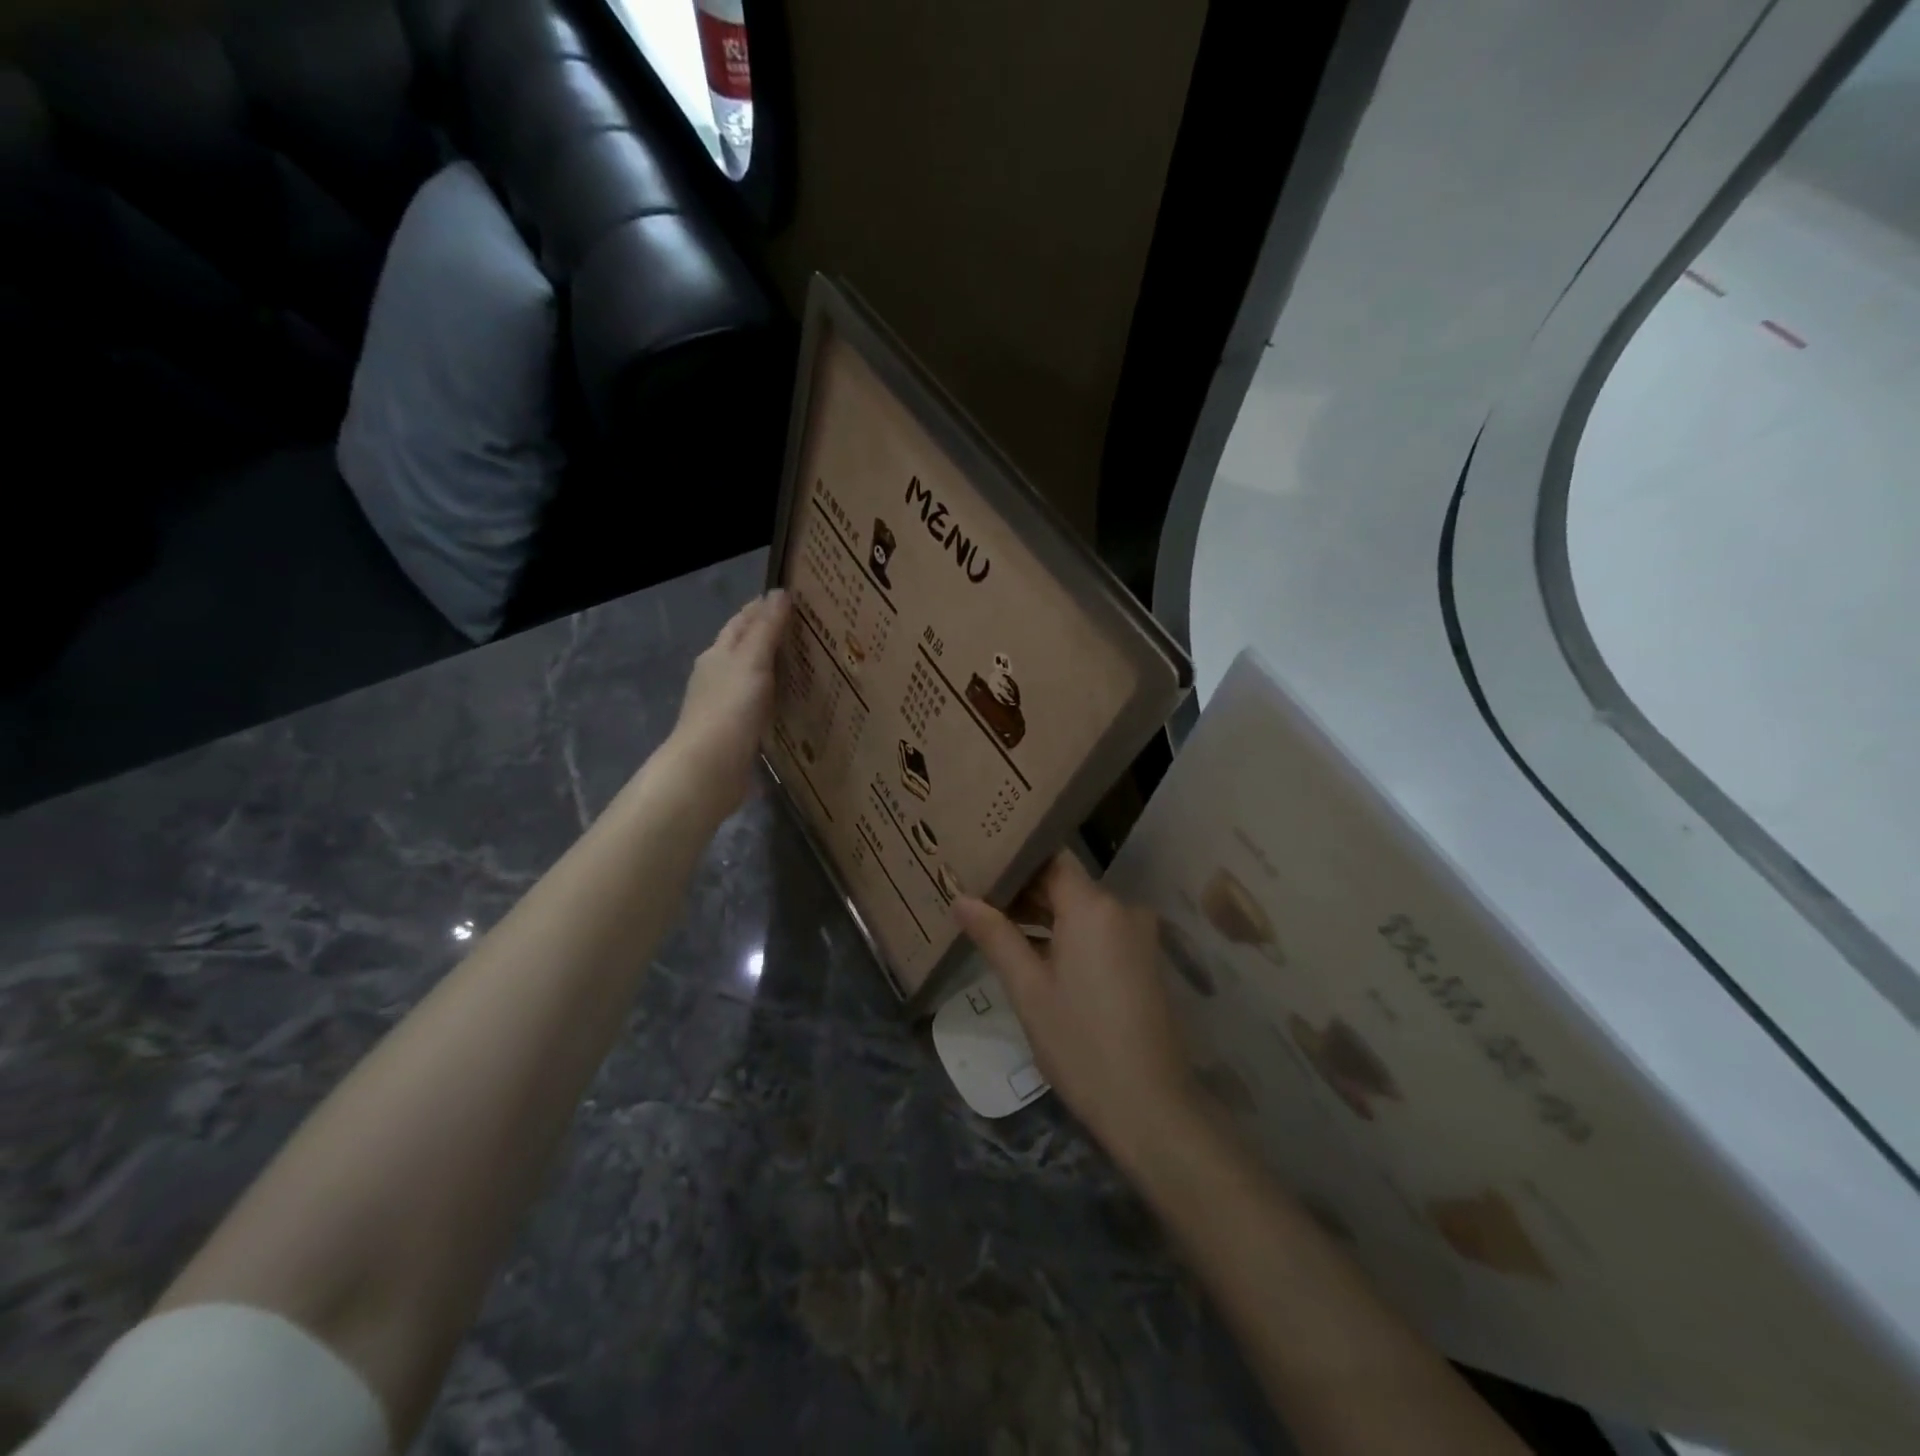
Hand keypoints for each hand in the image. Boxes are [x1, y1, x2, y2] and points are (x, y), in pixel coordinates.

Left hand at [664, 589, 791, 818]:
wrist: (709, 768)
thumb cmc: (729, 708)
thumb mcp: (751, 660)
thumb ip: (767, 628)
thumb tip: (780, 593)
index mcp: (718, 654)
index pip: (741, 622)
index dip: (762, 608)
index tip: (792, 599)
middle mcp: (718, 676)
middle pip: (745, 649)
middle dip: (770, 637)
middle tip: (808, 631)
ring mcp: (725, 706)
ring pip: (753, 678)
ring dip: (774, 669)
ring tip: (807, 664)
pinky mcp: (736, 733)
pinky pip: (760, 706)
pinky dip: (775, 698)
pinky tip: (792, 703)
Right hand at [953, 852, 1201, 1173]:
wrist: (1149, 1106)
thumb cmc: (1079, 1044)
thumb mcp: (1028, 989)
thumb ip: (995, 936)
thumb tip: (960, 898)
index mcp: (1094, 906)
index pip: (1051, 859)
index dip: (1015, 858)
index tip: (979, 863)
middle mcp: (1122, 909)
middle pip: (1066, 883)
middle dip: (1023, 890)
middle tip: (976, 895)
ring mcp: (1137, 936)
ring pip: (1081, 909)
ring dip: (1043, 914)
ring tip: (995, 923)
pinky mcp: (1142, 961)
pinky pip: (1098, 931)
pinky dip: (1067, 935)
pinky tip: (1033, 952)